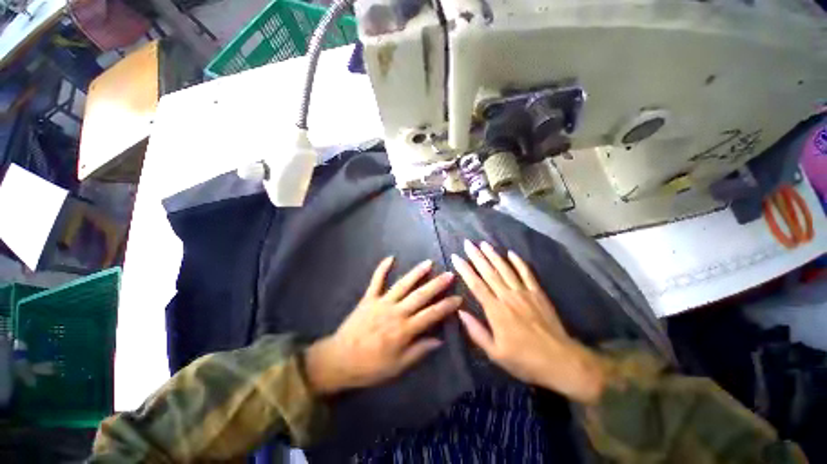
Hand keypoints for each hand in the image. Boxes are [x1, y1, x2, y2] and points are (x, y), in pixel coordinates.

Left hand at [306, 257, 460, 394]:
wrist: (339, 360)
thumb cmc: (370, 367)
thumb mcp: (398, 366)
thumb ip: (419, 351)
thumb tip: (439, 340)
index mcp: (404, 330)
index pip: (431, 315)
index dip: (446, 306)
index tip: (458, 298)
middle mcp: (396, 312)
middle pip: (420, 295)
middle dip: (437, 284)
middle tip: (450, 274)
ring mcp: (382, 302)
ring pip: (403, 284)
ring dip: (416, 273)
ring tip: (429, 263)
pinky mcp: (369, 298)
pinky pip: (376, 280)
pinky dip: (382, 268)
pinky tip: (390, 257)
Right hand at [451, 241, 605, 403]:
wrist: (561, 361)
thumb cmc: (524, 360)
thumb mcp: (495, 353)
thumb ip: (476, 331)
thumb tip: (460, 312)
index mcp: (495, 310)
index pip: (476, 285)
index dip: (465, 269)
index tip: (456, 257)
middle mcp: (508, 296)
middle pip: (489, 272)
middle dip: (476, 256)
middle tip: (467, 243)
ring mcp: (524, 293)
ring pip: (505, 269)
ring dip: (493, 255)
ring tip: (484, 243)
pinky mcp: (538, 293)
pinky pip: (527, 273)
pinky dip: (518, 262)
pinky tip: (511, 252)